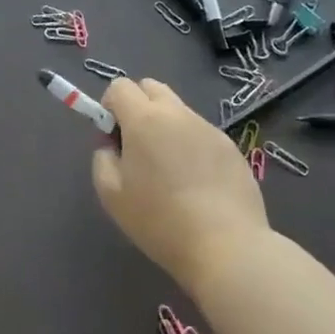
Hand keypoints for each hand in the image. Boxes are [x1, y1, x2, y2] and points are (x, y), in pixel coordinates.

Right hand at [92, 78, 270, 292]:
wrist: (227, 247)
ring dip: (166, 127)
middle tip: (138, 146)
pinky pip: (201, 133)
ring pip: (178, 111)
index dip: (110, 106)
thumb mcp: (111, 194)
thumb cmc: (160, 220)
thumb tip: (112, 145)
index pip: (119, 86)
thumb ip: (103, 158)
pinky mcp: (231, 147)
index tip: (113, 137)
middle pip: (151, 87)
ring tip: (171, 171)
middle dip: (138, 106)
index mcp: (144, 119)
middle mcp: (177, 113)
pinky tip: (197, 184)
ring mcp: (208, 128)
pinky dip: (191, 146)